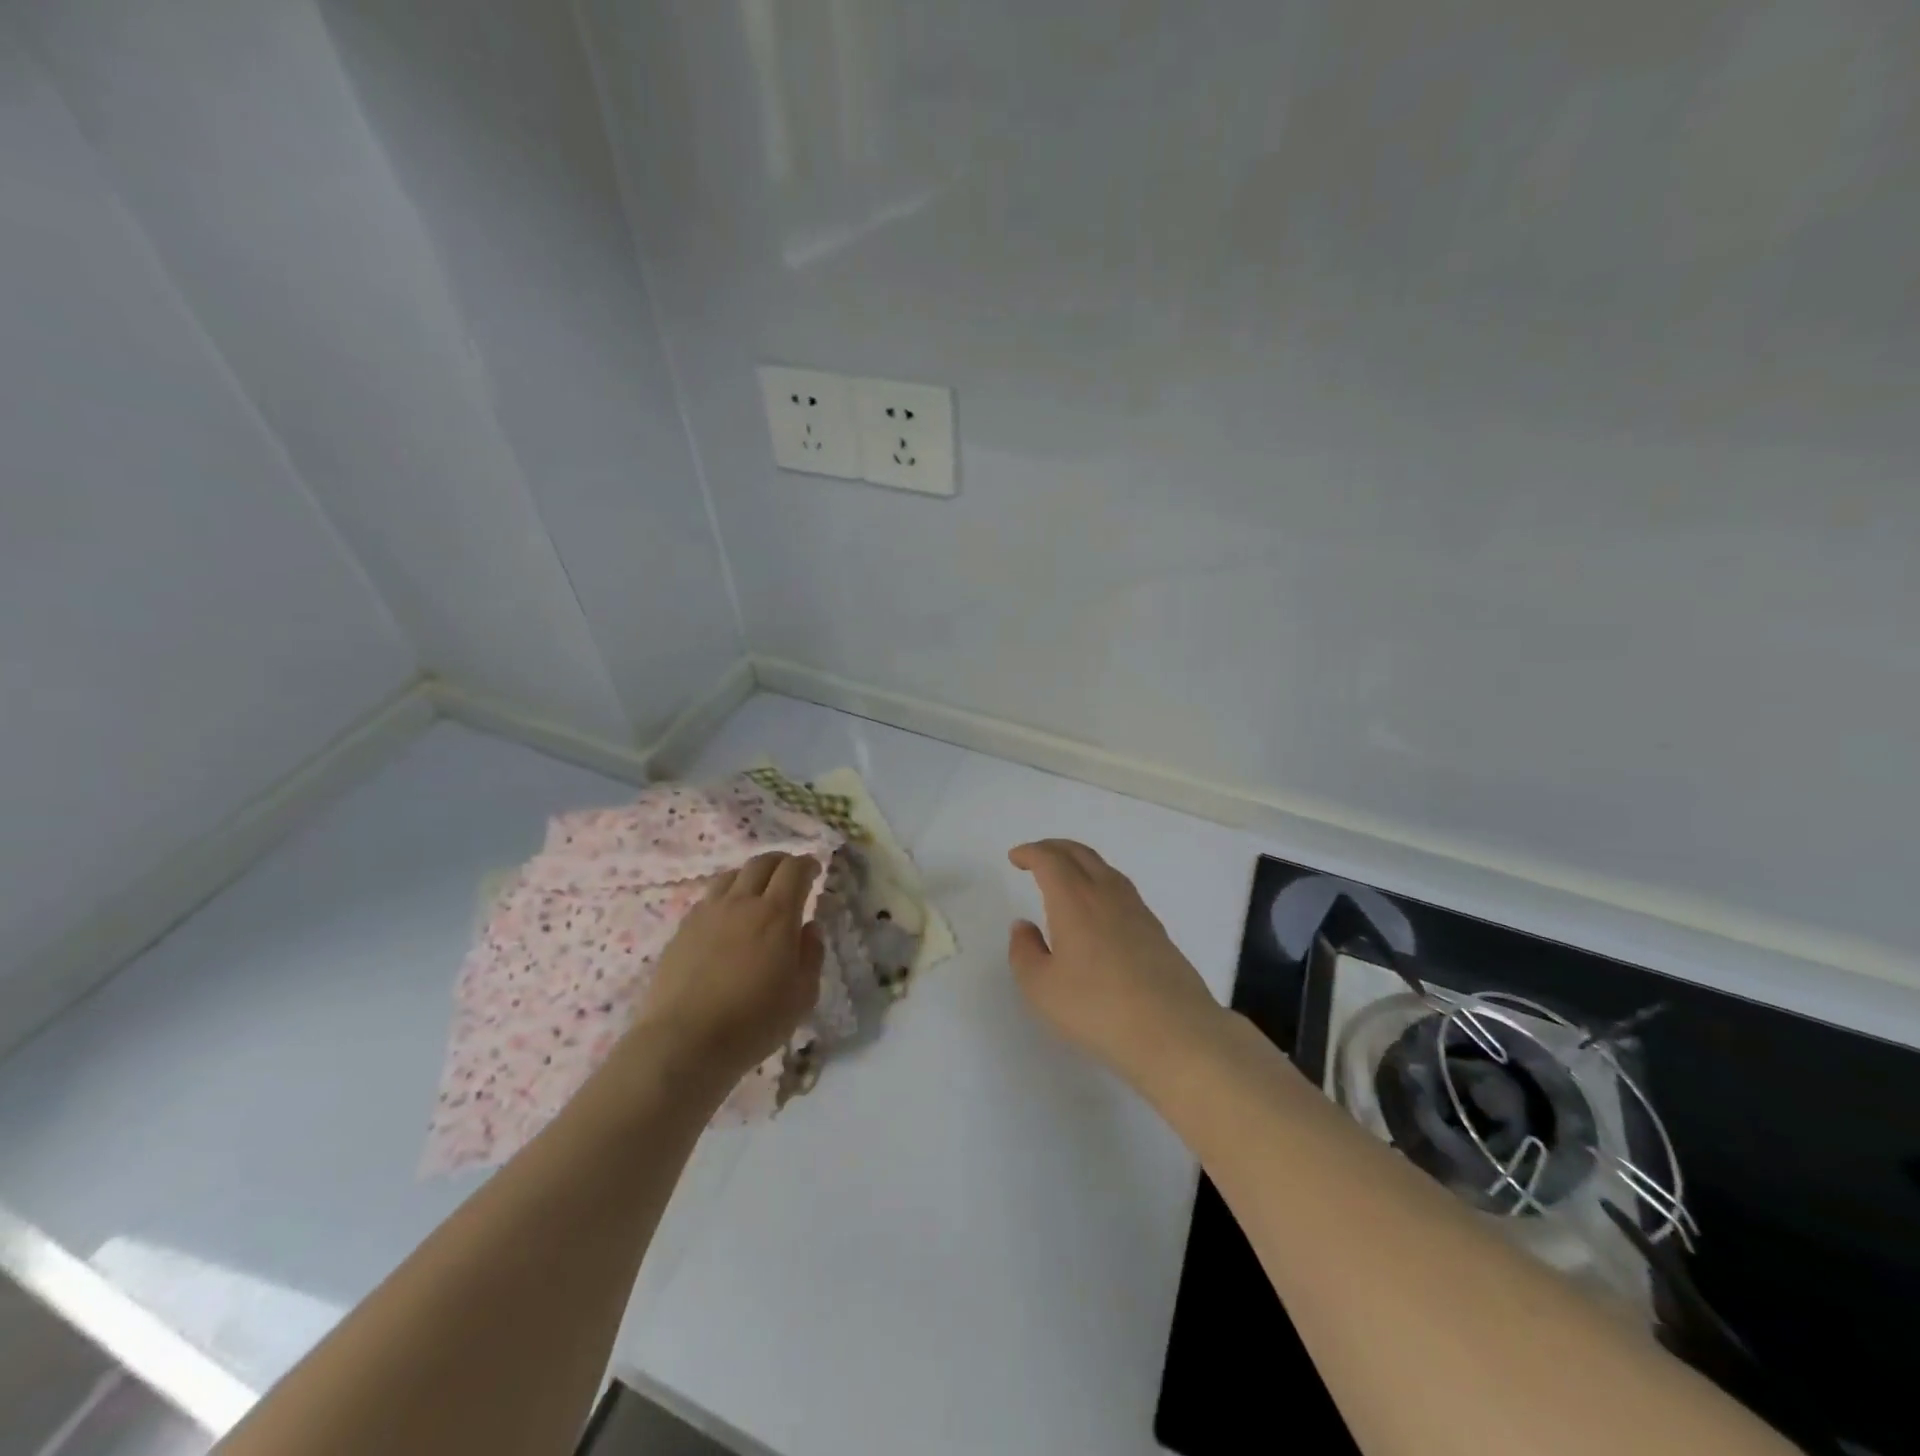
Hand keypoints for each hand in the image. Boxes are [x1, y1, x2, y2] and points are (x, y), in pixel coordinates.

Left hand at [633, 852, 823, 1088]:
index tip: (815, 870)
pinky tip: (727, 917)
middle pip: (761, 863)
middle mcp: (741, 903)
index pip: (794, 870)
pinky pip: (708, 898)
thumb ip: (812, 955)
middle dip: (781, 862)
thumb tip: (809, 928)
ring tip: (757, 891)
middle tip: (790, 874)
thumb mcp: (802, 995)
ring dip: (750, 875)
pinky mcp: (682, 930)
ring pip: (731, 876)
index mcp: (776, 914)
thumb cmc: (753, 1022)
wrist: (684, 1042)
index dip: (807, 864)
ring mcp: (707, 913)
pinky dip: (726, 896)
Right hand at [1007, 840, 1224, 1084]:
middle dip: (1054, 848)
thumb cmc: (1098, 1008)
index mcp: (1074, 900)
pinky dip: (1100, 882)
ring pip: (1104, 868)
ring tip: (1065, 876)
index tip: (1016, 858)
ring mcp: (1136, 910)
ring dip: (1079, 862)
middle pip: (1079, 854)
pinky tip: (1098, 907)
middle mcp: (1106, 894)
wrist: (1173, 1031)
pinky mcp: (1155, 930)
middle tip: (1036, 856)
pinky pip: (1121, 888)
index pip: (1050, 860)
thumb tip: (1024, 926)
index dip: (1030, 853)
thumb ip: (1025, 951)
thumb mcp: (1041, 988)